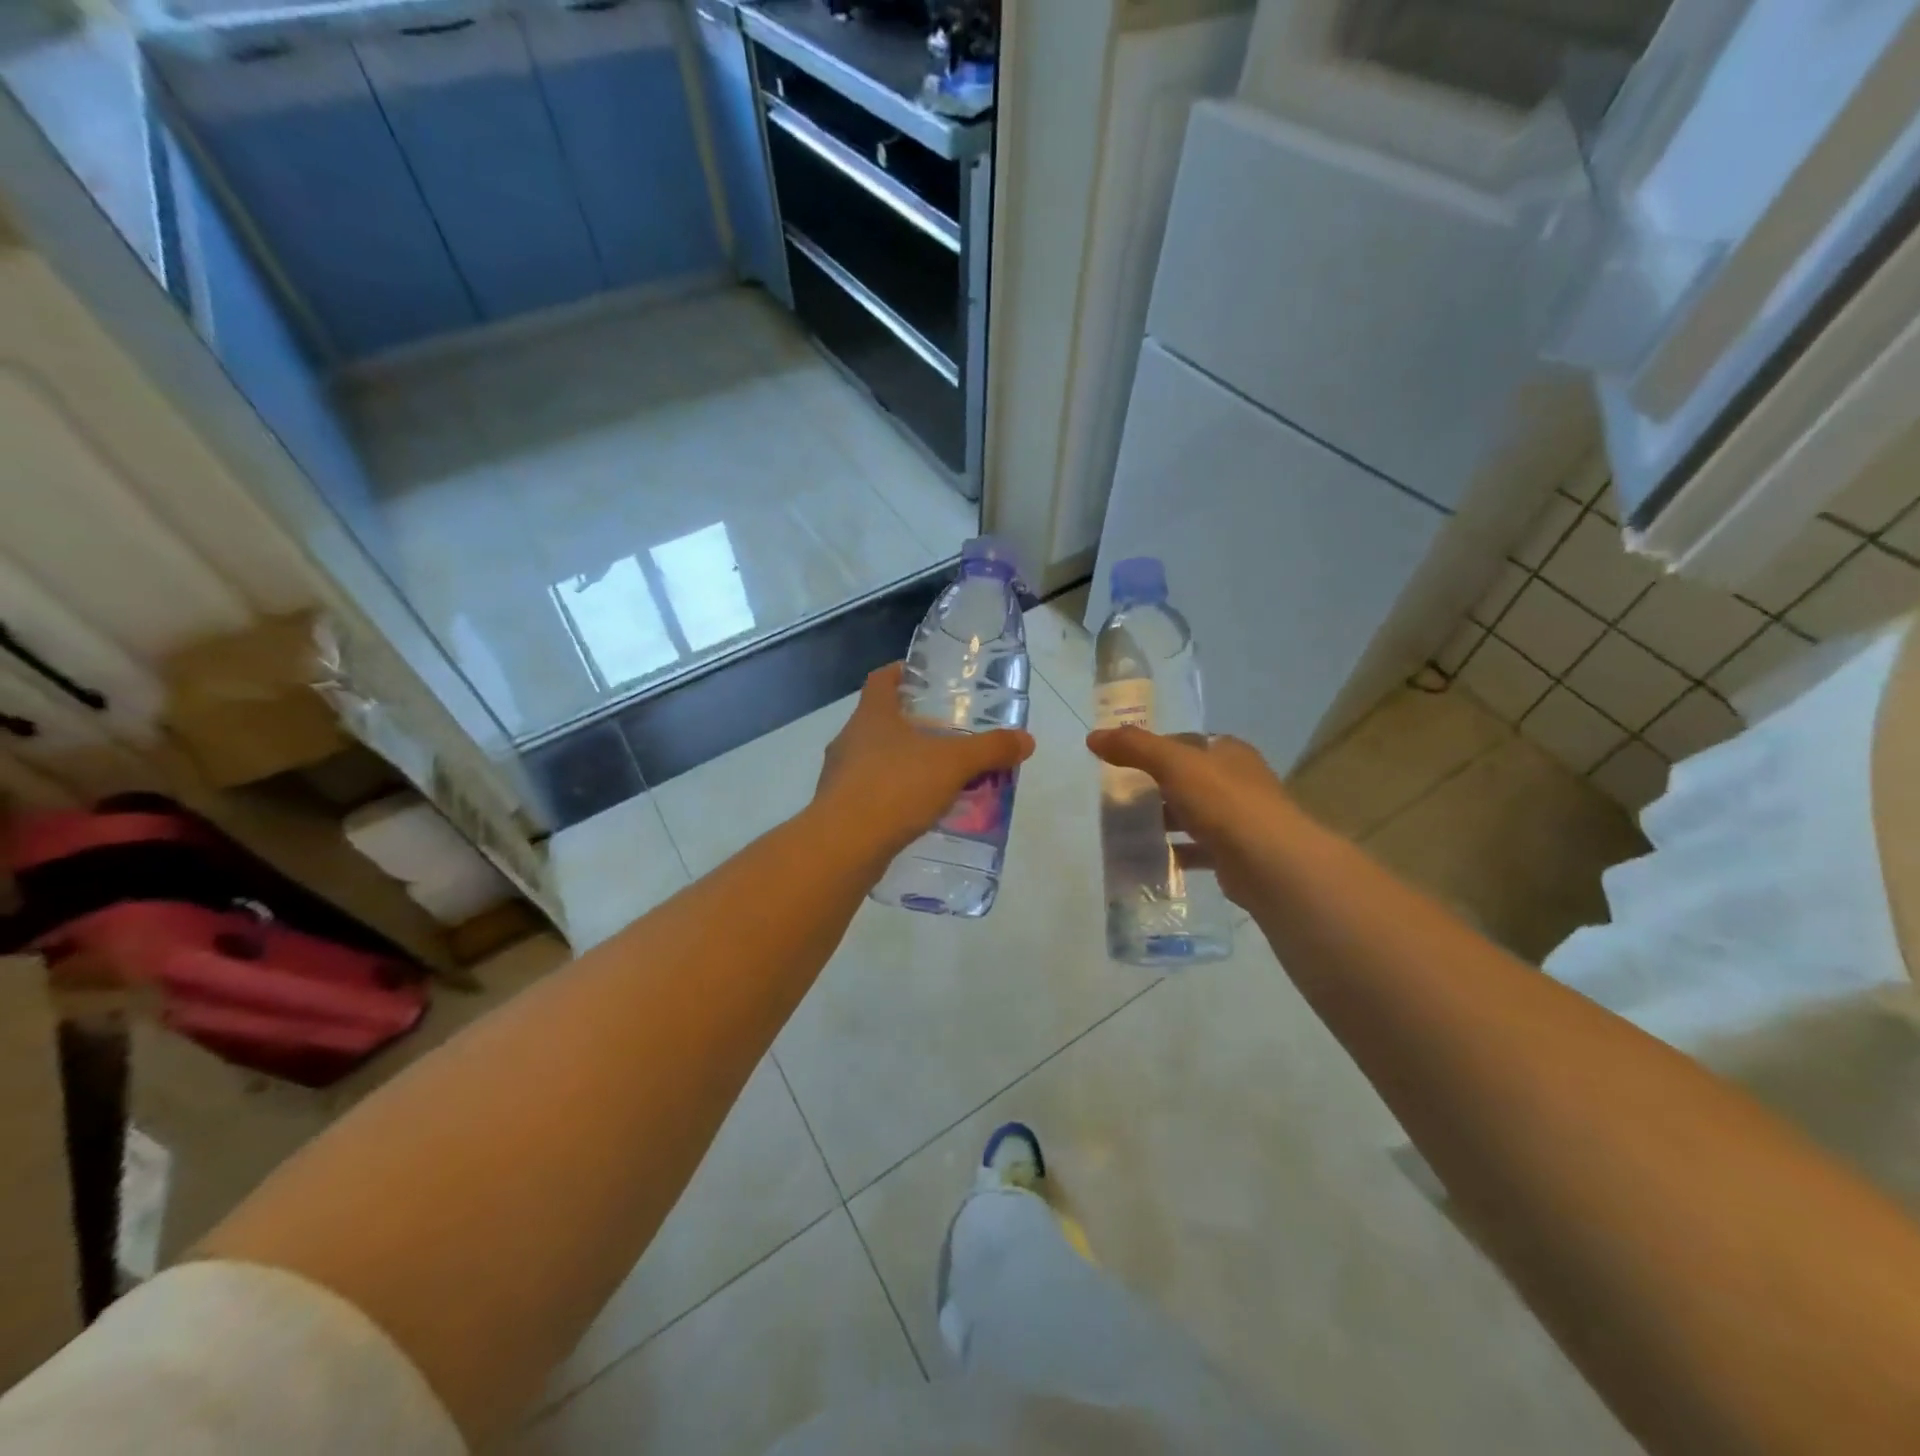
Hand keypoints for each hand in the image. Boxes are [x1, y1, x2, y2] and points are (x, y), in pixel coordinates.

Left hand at [815, 664, 1035, 857]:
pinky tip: (916, 812)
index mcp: (872, 715)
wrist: (844, 845)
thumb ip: (990, 750)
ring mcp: (839, 775)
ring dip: (901, 763)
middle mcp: (850, 738)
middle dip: (910, 725)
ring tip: (935, 777)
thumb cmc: (896, 787)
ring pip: (874, 758)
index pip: (882, 679)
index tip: (922, 678)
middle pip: (880, 720)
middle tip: (945, 735)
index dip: (900, 673)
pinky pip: (870, 792)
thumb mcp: (953, 764)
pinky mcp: (838, 808)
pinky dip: (892, 795)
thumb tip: (1027, 740)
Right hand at [1084, 727, 1302, 908]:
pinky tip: (1147, 858)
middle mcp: (1236, 781)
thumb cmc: (1223, 802)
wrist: (1269, 863)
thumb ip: (1134, 747)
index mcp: (1227, 752)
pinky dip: (1172, 852)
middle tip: (1116, 799)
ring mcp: (1237, 819)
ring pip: (1190, 815)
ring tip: (1124, 829)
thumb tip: (1093, 736)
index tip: (1120, 763)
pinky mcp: (1233, 854)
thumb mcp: (1173, 764)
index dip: (1152, 749)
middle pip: (1185, 779)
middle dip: (1153, 788)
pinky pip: (1195, 849)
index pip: (1184, 743)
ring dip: (1161, 821)